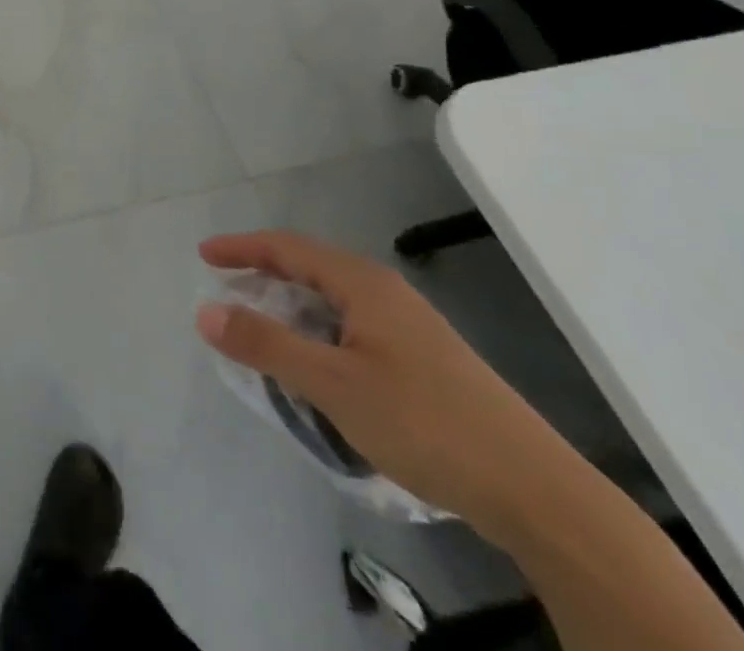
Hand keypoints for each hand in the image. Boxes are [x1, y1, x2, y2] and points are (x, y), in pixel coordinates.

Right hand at [196, 231, 570, 544]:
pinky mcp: (427, 361)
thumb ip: (266, 345)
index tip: (203, 257)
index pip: (287, 247)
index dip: (241, 248)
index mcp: (363, 284)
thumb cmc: (426, 424)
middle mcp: (386, 294)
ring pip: (333, 302)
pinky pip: (354, 328)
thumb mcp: (333, 385)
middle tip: (227, 298)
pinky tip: (319, 370)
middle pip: (310, 269)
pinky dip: (319, 334)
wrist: (540, 495)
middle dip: (263, 277)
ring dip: (291, 310)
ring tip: (264, 335)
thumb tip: (204, 312)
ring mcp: (412, 327)